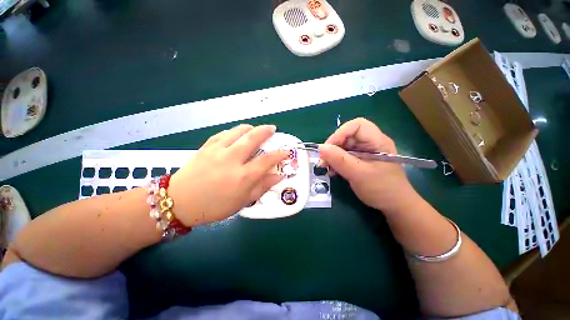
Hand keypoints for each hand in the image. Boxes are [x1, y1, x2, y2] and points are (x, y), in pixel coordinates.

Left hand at [168, 124, 288, 225]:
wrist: (179, 202)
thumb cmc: (215, 206)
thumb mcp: (243, 201)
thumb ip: (263, 186)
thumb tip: (279, 176)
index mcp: (242, 177)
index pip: (267, 160)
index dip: (279, 154)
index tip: (286, 151)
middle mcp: (231, 159)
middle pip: (253, 138)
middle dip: (266, 131)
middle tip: (272, 128)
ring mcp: (217, 150)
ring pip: (238, 131)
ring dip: (250, 128)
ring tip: (256, 129)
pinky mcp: (206, 146)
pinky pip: (224, 133)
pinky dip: (234, 131)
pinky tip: (237, 134)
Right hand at [319, 118, 415, 213]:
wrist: (394, 206)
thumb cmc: (381, 189)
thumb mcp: (358, 174)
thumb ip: (339, 159)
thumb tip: (320, 148)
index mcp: (377, 141)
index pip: (356, 125)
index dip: (340, 133)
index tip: (328, 148)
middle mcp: (371, 143)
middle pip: (348, 135)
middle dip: (333, 146)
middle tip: (324, 160)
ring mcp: (365, 152)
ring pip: (344, 146)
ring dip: (333, 155)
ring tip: (326, 167)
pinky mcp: (361, 160)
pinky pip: (344, 156)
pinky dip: (336, 161)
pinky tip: (332, 170)